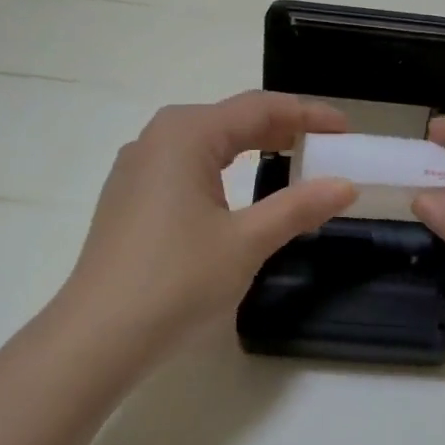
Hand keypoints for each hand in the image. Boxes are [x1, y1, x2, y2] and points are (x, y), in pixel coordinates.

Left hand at [61, 92, 355, 365]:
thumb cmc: (177, 280)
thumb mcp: (247, 242)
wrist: (99, 336)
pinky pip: (187, 167)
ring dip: (251, 147)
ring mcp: (137, 169)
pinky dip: (224, 168)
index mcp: (186, 135)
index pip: (258, 108)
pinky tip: (238, 190)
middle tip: (325, 145)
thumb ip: (298, 208)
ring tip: (290, 160)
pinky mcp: (129, 199)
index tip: (345, 129)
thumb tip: (345, 185)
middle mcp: (157, 140)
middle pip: (230, 119)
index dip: (307, 114)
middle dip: (281, 128)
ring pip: (206, 143)